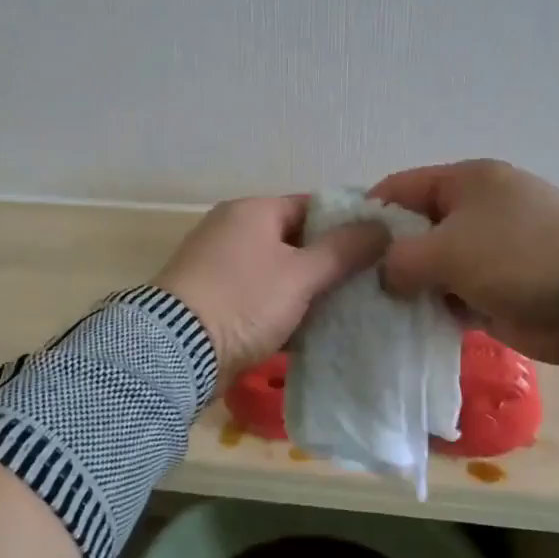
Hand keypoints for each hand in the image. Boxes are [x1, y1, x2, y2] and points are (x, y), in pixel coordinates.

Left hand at [154, 196, 388, 392]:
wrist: (177, 351)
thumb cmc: (244, 301)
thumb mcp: (301, 274)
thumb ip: (344, 250)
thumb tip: (381, 227)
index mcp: (252, 211)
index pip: (311, 206)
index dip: (347, 224)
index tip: (378, 248)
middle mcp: (232, 231)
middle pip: (295, 241)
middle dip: (329, 263)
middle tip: (368, 283)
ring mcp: (219, 267)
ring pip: (278, 273)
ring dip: (307, 291)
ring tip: (349, 309)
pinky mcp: (213, 302)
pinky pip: (259, 299)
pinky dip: (283, 311)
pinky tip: (312, 331)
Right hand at [368, 160, 558, 363]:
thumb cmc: (515, 256)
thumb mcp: (445, 250)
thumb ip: (399, 260)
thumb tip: (385, 277)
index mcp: (466, 182)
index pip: (400, 187)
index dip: (367, 213)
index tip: (341, 246)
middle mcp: (476, 210)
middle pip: (415, 229)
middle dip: (386, 257)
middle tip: (355, 285)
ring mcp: (490, 250)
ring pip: (433, 266)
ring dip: (411, 287)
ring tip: (376, 310)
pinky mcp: (500, 287)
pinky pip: (455, 295)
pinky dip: (436, 308)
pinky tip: (411, 325)